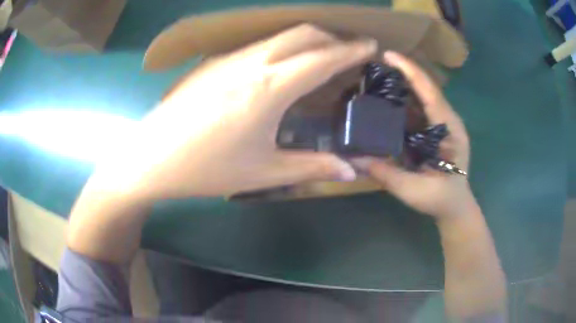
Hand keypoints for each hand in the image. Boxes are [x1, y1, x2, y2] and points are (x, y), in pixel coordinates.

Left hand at [94, 25, 376, 198]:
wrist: (152, 158)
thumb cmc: (206, 169)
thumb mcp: (264, 172)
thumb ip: (312, 167)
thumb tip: (351, 170)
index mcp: (269, 88)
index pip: (322, 57)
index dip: (351, 50)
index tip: (371, 46)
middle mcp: (251, 62)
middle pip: (303, 34)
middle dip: (332, 38)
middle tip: (349, 53)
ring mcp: (228, 58)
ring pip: (279, 36)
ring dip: (307, 41)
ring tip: (321, 59)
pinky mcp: (213, 62)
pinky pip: (258, 45)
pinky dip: (282, 48)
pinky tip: (282, 68)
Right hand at [352, 51, 475, 218]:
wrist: (456, 207)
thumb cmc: (440, 199)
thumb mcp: (413, 190)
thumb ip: (385, 174)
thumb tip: (353, 159)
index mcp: (449, 129)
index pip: (430, 91)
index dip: (410, 70)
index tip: (388, 55)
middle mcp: (449, 121)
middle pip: (427, 88)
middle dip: (404, 73)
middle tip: (376, 66)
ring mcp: (445, 125)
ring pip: (425, 96)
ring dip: (405, 84)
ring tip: (379, 78)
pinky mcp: (439, 130)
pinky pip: (423, 108)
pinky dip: (407, 100)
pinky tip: (390, 100)